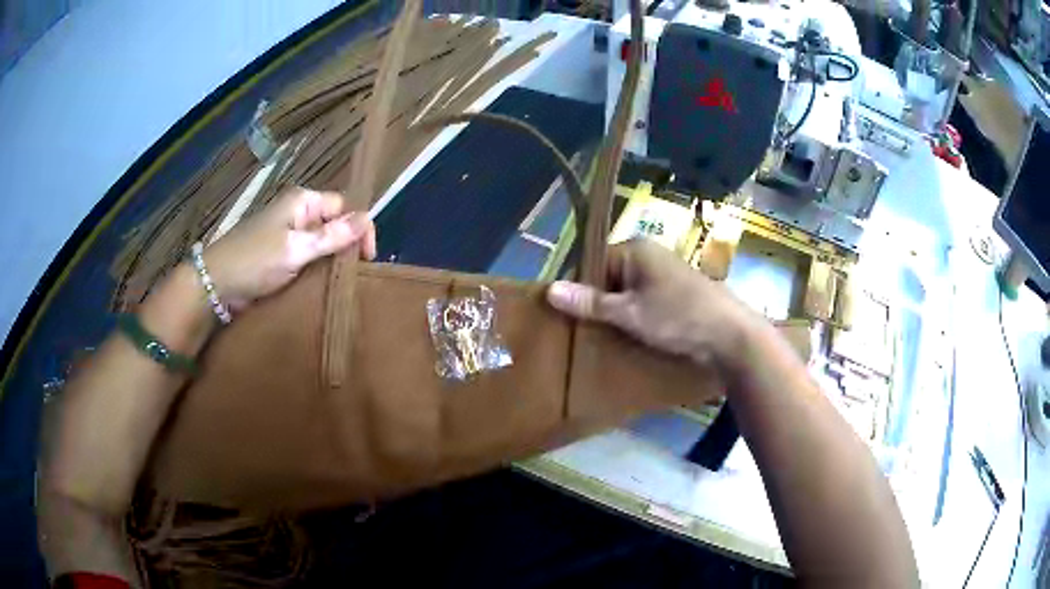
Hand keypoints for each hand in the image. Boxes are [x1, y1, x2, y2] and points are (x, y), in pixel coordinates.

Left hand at [203, 187, 376, 309]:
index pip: (345, 206)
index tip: (367, 259)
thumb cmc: (255, 261)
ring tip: (344, 281)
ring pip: (323, 242)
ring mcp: (289, 234)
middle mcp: (298, 212)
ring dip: (333, 259)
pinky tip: (326, 283)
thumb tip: (368, 218)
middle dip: (348, 245)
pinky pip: (309, 256)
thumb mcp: (296, 249)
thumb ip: (332, 236)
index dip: (360, 228)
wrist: (217, 283)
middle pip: (335, 223)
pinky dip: (319, 268)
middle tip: (356, 273)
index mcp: (303, 201)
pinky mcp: (283, 254)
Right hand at [546, 239, 760, 373]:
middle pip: (611, 276)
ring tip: (603, 337)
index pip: (595, 261)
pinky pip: (645, 301)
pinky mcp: (677, 293)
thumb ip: (590, 302)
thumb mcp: (629, 313)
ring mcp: (665, 274)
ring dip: (617, 312)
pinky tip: (629, 336)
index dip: (580, 287)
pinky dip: (636, 316)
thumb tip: (550, 289)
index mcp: (636, 249)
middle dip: (598, 302)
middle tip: (583, 330)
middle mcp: (650, 255)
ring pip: (628, 291)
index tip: (568, 315)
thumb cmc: (678, 317)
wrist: (730, 335)